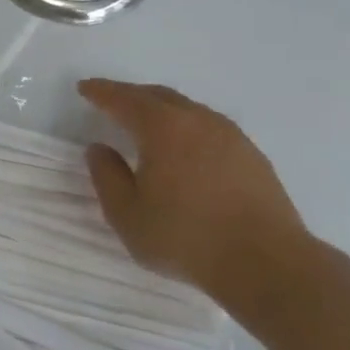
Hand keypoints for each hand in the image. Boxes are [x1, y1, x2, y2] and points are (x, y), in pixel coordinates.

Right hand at [78, 78, 312, 303]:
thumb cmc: (184, 237)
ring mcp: (232, 137)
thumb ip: (107, 176)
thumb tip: (99, 149)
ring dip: (162, 110)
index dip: (102, 92)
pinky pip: (209, 128)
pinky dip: (187, 128)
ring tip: (145, 122)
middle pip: (160, 96)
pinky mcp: (252, 157)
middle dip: (132, 94)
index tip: (84, 87)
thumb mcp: (126, 213)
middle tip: (111, 99)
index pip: (125, 100)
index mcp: (163, 129)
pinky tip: (183, 147)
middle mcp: (199, 122)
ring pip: (189, 110)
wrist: (265, 262)